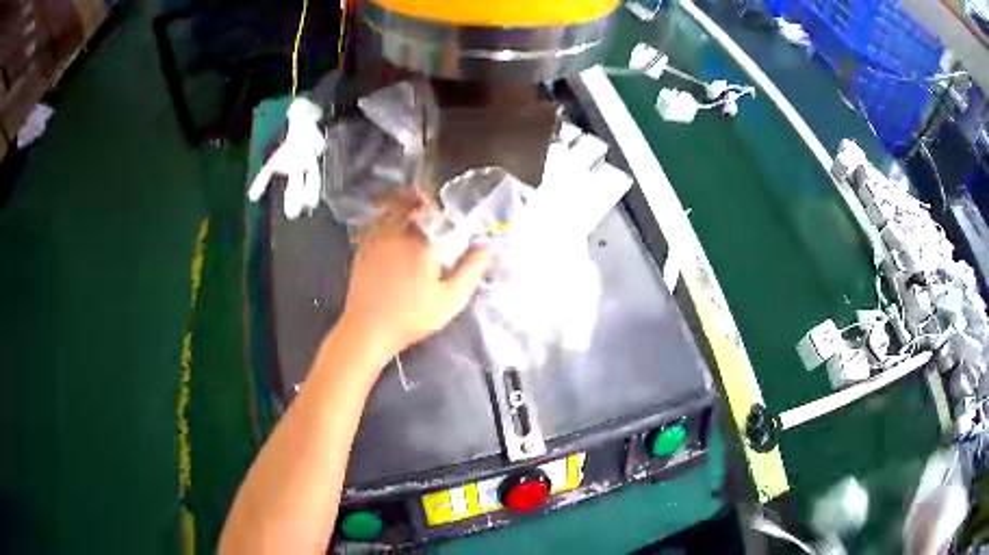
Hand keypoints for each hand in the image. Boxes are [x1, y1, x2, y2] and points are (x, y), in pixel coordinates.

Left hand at [339, 191, 491, 358]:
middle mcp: (396, 233)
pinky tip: (396, 233)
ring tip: (416, 216)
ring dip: (404, 207)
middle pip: (410, 203)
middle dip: (423, 202)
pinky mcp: (363, 249)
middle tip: (435, 211)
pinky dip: (388, 220)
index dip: (445, 208)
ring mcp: (376, 239)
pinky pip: (377, 223)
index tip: (453, 215)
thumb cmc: (411, 317)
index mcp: (420, 242)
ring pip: (391, 210)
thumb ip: (470, 270)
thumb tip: (487, 247)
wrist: (368, 330)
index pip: (436, 211)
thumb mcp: (449, 299)